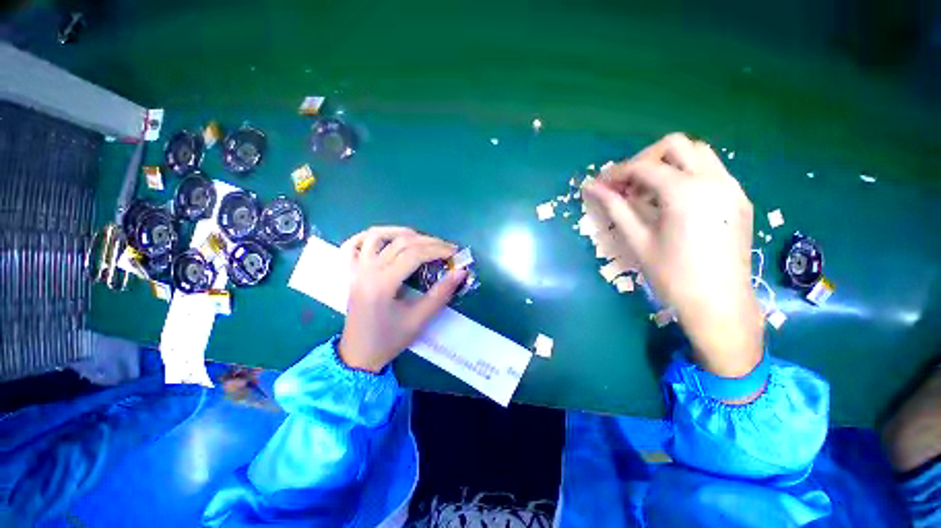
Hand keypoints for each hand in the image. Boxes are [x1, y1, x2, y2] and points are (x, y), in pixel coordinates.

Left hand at [338, 226, 467, 372]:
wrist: (358, 354)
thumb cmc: (389, 340)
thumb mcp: (419, 319)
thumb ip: (441, 294)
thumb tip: (461, 272)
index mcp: (382, 284)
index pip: (414, 254)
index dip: (437, 250)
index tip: (454, 253)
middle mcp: (367, 271)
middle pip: (400, 242)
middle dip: (427, 241)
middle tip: (446, 247)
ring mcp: (356, 269)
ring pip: (376, 236)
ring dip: (400, 231)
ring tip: (420, 237)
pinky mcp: (351, 272)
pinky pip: (353, 245)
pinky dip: (368, 236)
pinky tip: (385, 237)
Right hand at [583, 134, 762, 377]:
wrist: (720, 303)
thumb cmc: (672, 276)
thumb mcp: (637, 240)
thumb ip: (615, 207)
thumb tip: (590, 188)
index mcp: (685, 193)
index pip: (644, 166)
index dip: (617, 172)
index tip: (600, 184)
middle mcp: (713, 180)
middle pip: (676, 145)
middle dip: (645, 159)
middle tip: (626, 184)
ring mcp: (731, 187)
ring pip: (698, 153)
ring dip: (668, 163)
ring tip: (648, 191)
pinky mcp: (739, 199)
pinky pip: (711, 170)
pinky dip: (686, 174)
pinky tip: (672, 200)